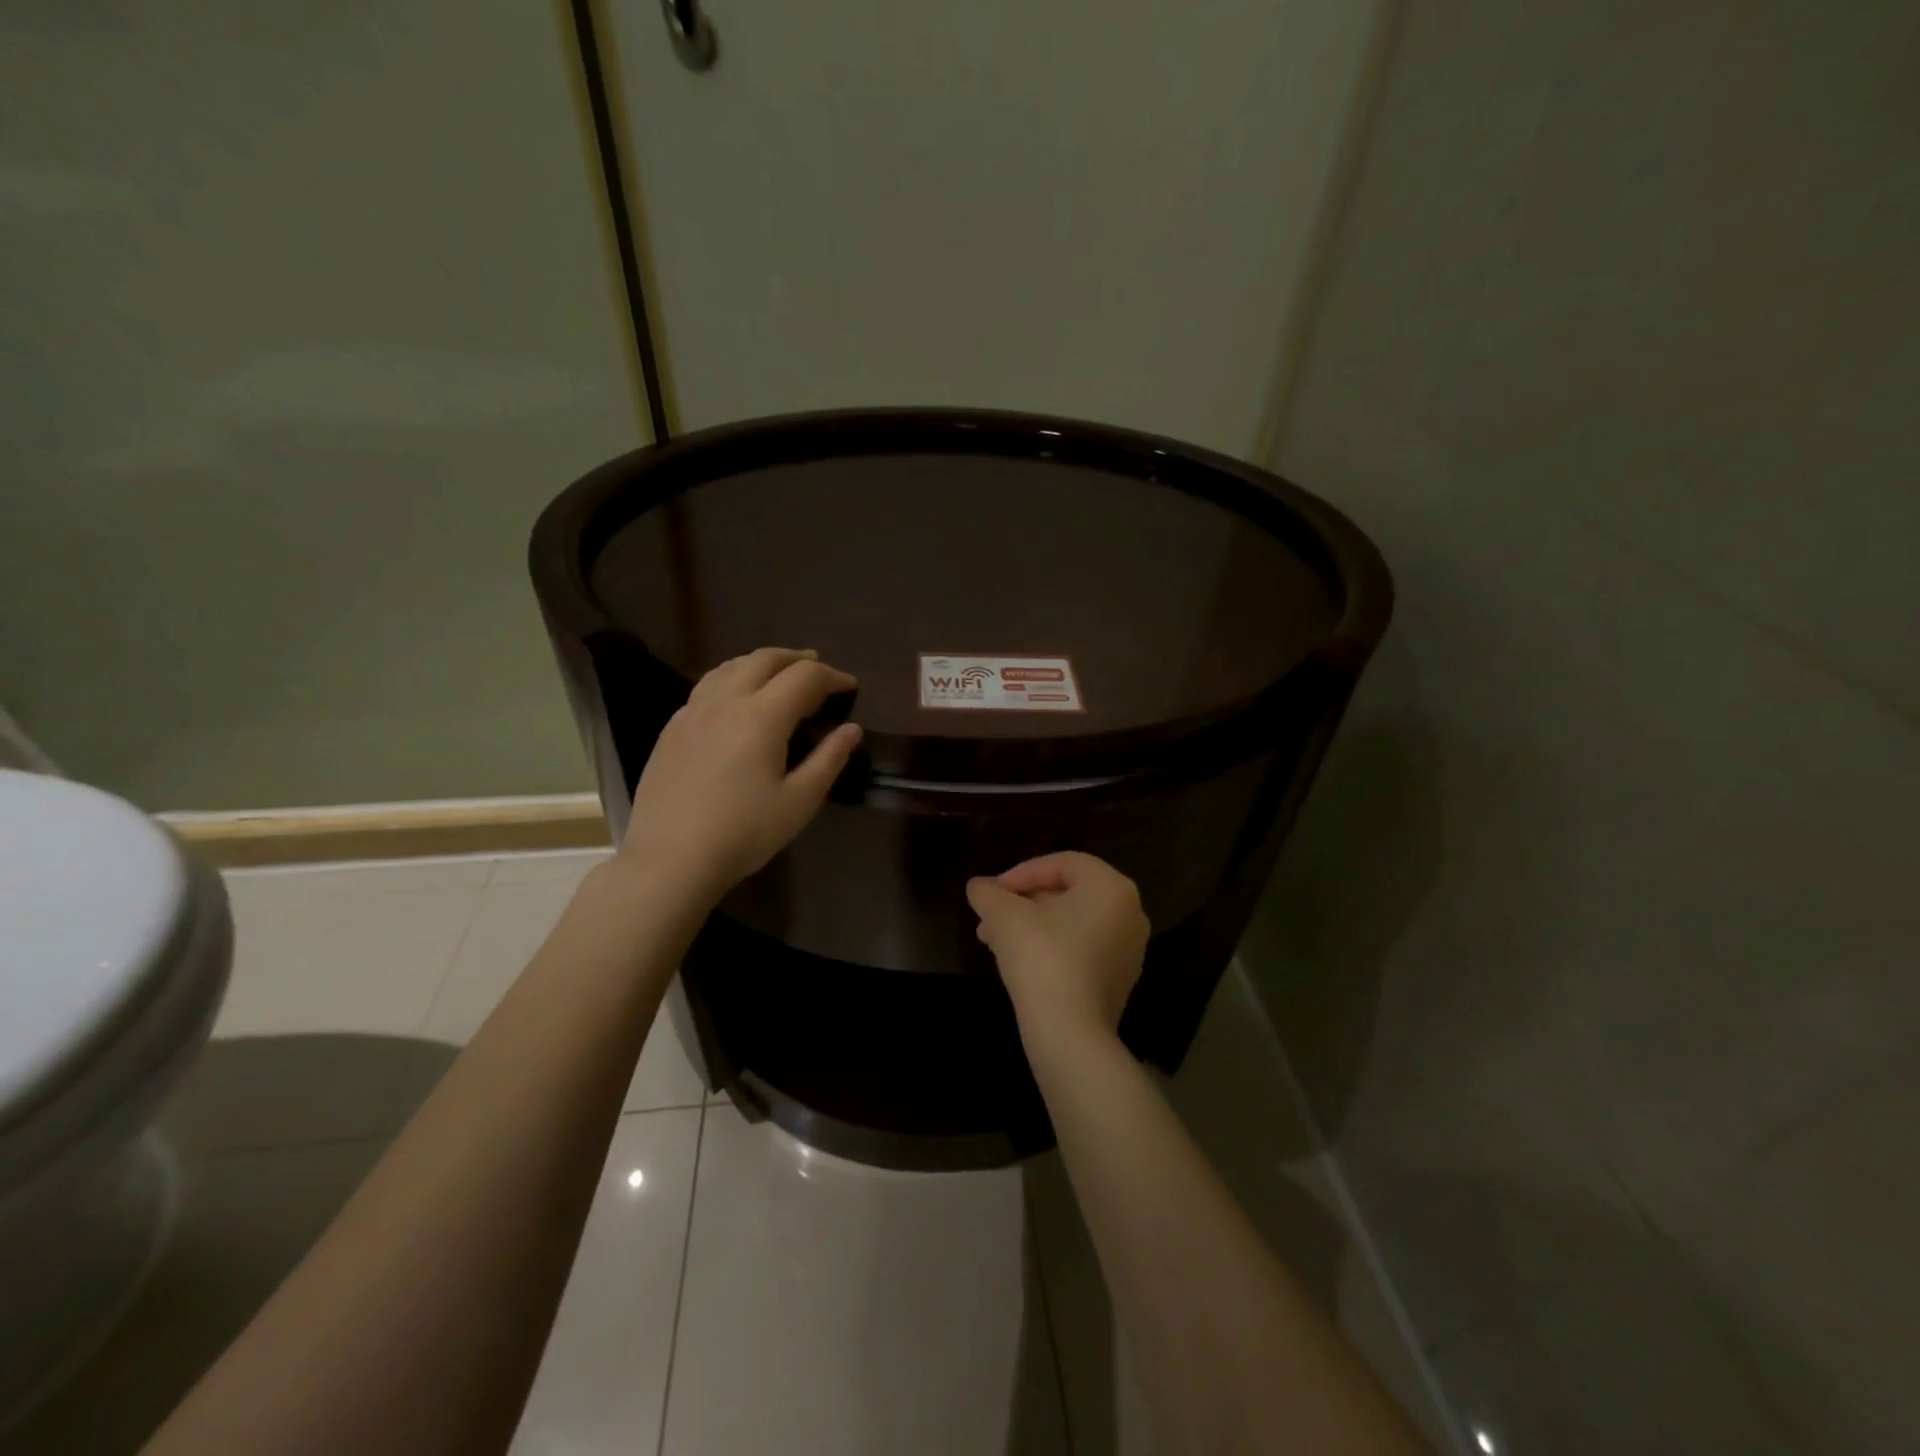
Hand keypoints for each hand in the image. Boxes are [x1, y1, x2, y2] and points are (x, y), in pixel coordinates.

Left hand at [619, 647, 861, 903]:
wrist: (670, 859)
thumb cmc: (744, 833)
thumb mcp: (799, 802)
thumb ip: (829, 759)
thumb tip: (852, 729)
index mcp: (762, 716)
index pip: (805, 677)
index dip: (833, 677)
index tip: (851, 688)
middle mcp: (726, 701)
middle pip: (765, 659)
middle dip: (797, 659)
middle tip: (819, 669)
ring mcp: (693, 712)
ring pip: (731, 667)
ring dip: (762, 663)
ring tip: (779, 675)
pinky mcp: (672, 728)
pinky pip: (707, 686)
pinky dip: (733, 679)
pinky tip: (736, 701)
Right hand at [966, 852, 1149, 1044]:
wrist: (1071, 1035)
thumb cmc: (1042, 959)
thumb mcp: (1005, 917)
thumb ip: (989, 894)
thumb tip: (977, 886)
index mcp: (1110, 887)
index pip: (1061, 864)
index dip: (1020, 873)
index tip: (992, 892)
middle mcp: (1129, 912)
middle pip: (1067, 893)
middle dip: (1022, 903)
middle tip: (989, 916)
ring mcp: (1128, 949)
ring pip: (1070, 924)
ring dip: (1030, 926)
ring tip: (992, 940)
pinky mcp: (1120, 980)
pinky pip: (1081, 949)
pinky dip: (1050, 947)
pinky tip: (1016, 962)